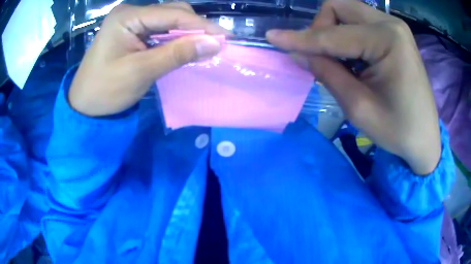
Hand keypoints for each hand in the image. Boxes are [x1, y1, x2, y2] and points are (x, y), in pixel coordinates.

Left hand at [69, 3, 227, 116]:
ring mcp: (131, 21)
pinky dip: (174, 39)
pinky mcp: (132, 32)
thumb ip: (177, 54)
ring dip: (186, 33)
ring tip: (204, 47)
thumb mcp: (140, 72)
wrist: (84, 106)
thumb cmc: (105, 91)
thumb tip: (215, 43)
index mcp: (127, 16)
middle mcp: (130, 12)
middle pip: (172, 12)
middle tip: (215, 44)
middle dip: (195, 27)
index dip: (201, 25)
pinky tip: (184, 47)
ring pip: (168, 20)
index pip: (172, 14)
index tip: (225, 38)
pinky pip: (160, 30)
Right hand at [267, 0, 440, 174]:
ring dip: (334, 32)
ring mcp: (394, 26)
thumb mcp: (359, 107)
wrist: (425, 138)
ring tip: (340, 62)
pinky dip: (348, 36)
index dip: (301, 38)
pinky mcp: (395, 33)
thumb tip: (297, 53)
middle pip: (339, 8)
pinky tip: (354, 60)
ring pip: (348, 12)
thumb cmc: (398, 130)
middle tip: (321, 56)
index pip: (333, 34)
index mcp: (387, 40)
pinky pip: (361, 22)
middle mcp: (391, 23)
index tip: (271, 37)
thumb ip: (327, 73)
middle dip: (321, 28)